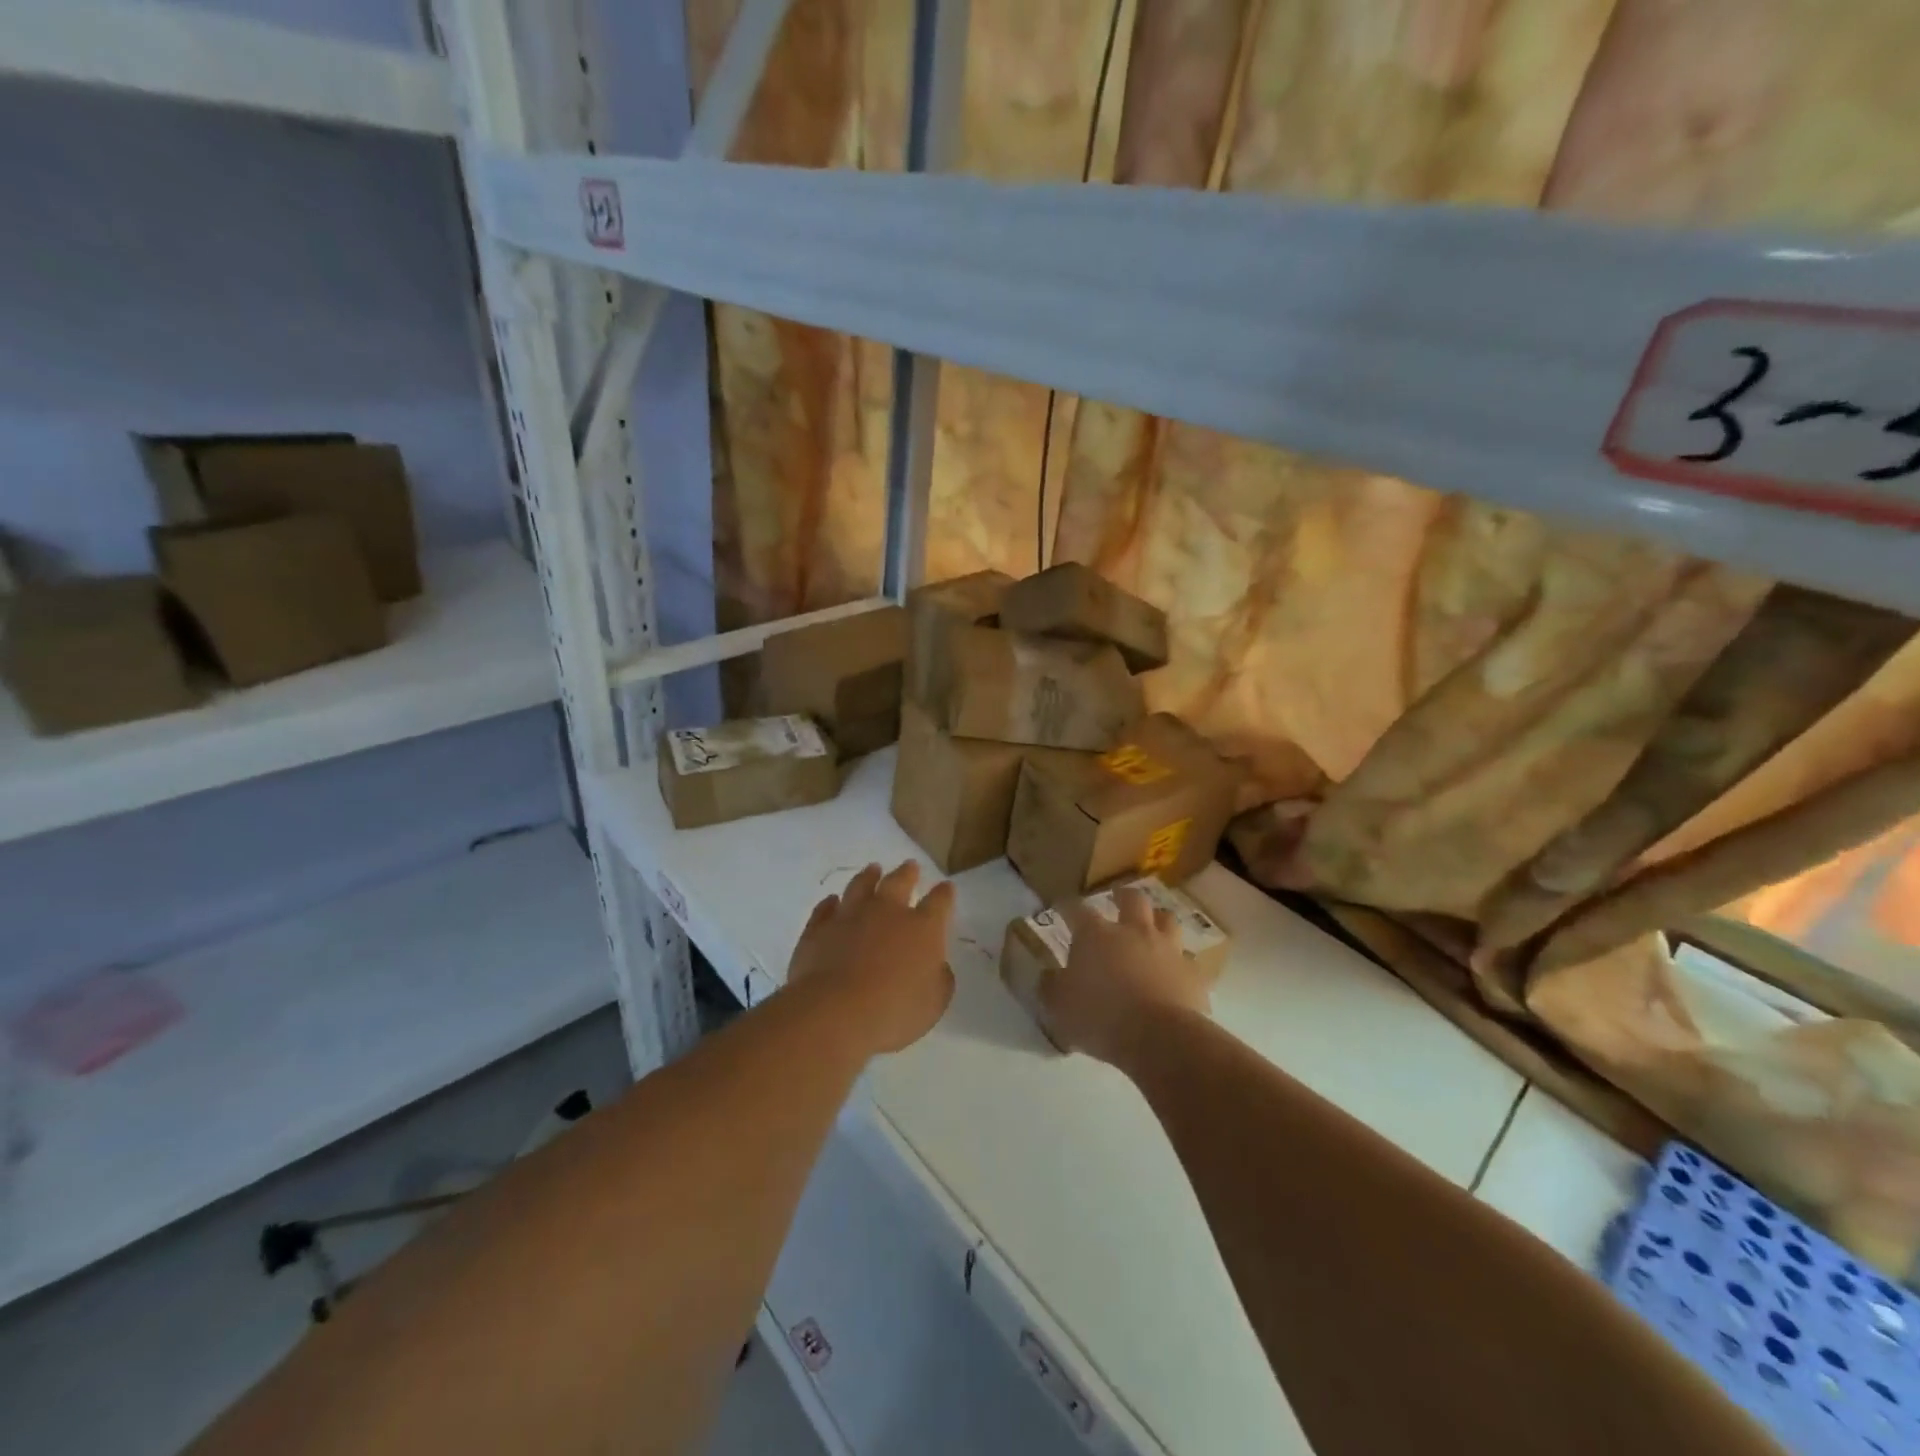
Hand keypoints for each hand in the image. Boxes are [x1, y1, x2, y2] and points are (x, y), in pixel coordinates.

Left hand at [787, 861, 955, 1054]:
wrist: (834, 1012)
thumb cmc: (894, 1011)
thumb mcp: (934, 1003)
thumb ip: (939, 979)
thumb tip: (937, 967)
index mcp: (922, 928)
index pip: (939, 902)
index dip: (944, 894)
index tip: (946, 887)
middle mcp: (887, 912)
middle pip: (899, 882)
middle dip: (907, 873)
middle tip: (910, 866)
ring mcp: (850, 916)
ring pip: (861, 886)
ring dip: (868, 877)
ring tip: (873, 870)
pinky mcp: (818, 928)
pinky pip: (825, 909)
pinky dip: (830, 904)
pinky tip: (832, 902)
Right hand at [1044, 887, 1212, 1064]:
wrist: (1160, 1038)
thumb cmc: (1101, 1017)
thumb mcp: (1059, 1008)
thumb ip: (1050, 988)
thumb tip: (1047, 976)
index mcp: (1096, 935)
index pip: (1076, 910)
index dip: (1066, 906)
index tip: (1061, 906)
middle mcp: (1133, 932)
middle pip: (1132, 900)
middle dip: (1122, 896)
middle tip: (1117, 899)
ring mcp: (1167, 949)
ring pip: (1167, 920)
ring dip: (1158, 920)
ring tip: (1152, 926)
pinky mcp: (1191, 973)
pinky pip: (1186, 960)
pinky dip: (1178, 962)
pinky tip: (1174, 972)